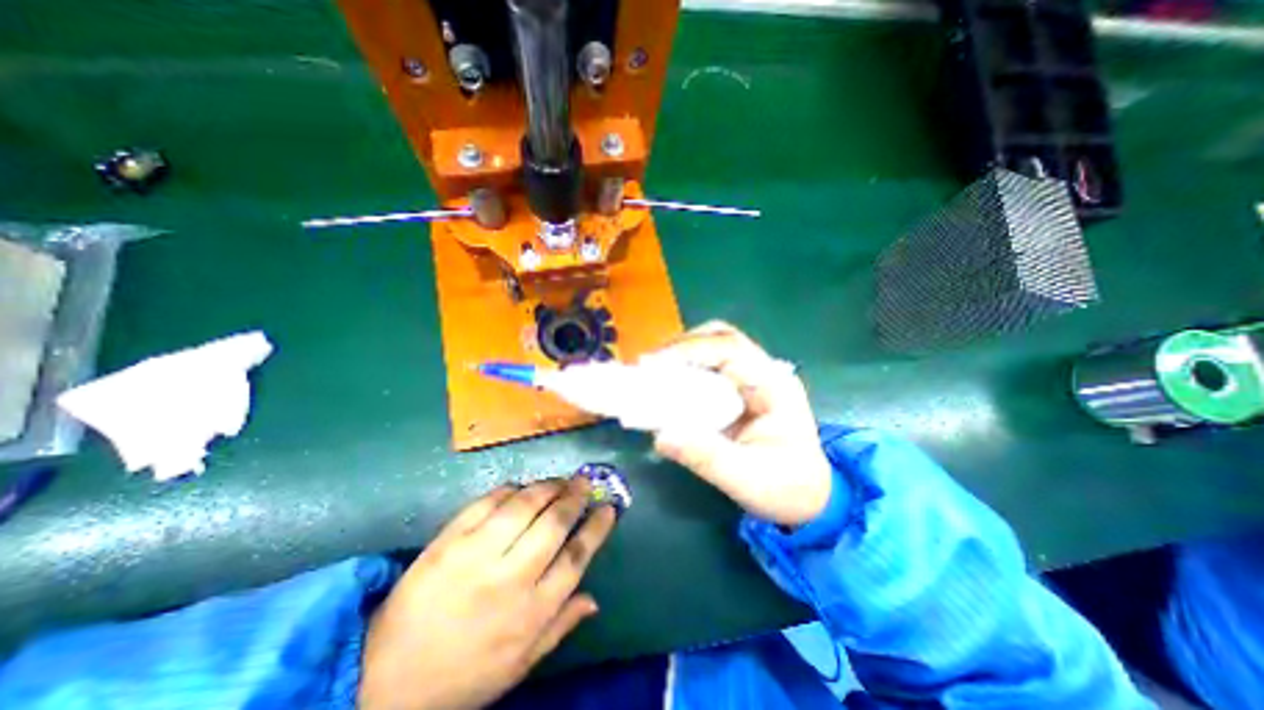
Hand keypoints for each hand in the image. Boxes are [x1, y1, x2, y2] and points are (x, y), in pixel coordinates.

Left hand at [358, 478, 614, 709]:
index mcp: (532, 611)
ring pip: (524, 505)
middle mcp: (510, 578)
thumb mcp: (519, 665)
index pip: (577, 557)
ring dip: (547, 486)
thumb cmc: (462, 674)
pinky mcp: (449, 540)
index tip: (609, 508)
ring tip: (559, 480)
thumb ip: (560, 627)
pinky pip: (488, 502)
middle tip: (586, 482)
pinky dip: (510, 489)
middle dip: (575, 497)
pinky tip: (520, 488)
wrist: (383, 677)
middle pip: (554, 523)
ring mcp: (477, 555)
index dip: (597, 527)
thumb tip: (594, 598)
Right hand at [646, 321, 835, 526]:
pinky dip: (683, 369)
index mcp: (775, 385)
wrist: (809, 498)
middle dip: (681, 346)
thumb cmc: (786, 489)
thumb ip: (706, 457)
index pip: (730, 348)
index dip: (688, 350)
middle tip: (647, 366)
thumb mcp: (748, 479)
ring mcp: (752, 378)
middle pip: (720, 337)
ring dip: (680, 354)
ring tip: (651, 373)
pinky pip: (708, 367)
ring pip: (712, 347)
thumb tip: (660, 436)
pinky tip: (665, 384)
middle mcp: (764, 372)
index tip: (651, 365)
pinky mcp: (738, 388)